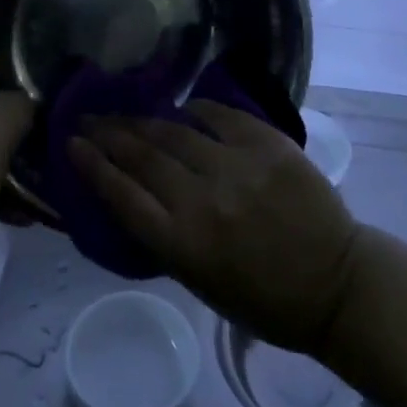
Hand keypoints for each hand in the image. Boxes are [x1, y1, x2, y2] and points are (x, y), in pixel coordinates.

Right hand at [69, 101, 363, 355]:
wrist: (336, 283)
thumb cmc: (264, 299)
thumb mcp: (200, 282)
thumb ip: (165, 235)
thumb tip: (134, 190)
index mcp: (183, 245)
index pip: (123, 196)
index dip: (92, 166)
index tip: (71, 144)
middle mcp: (203, 201)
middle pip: (142, 156)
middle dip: (108, 134)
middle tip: (87, 118)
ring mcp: (237, 167)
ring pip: (175, 131)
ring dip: (142, 119)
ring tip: (122, 110)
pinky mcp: (268, 145)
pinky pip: (221, 116)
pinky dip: (197, 109)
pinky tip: (182, 108)